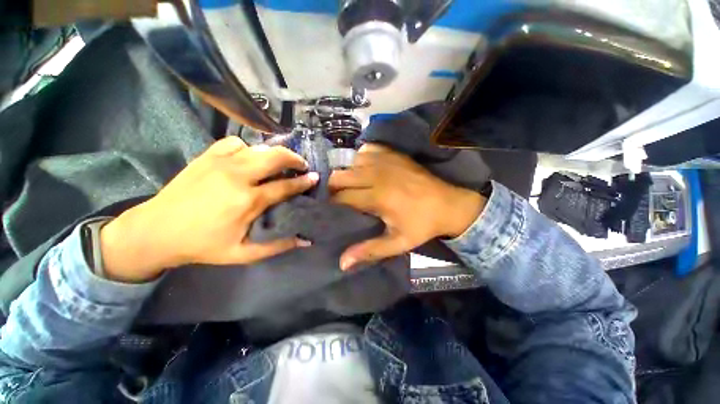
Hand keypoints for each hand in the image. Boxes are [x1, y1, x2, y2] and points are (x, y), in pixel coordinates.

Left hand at [100, 137, 318, 282]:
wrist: (155, 231)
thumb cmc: (202, 245)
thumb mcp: (243, 254)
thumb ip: (277, 246)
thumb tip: (306, 241)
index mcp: (248, 201)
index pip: (285, 186)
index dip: (304, 181)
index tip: (315, 177)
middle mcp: (238, 176)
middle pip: (275, 157)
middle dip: (294, 158)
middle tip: (301, 165)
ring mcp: (221, 162)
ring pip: (258, 148)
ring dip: (273, 154)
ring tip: (278, 163)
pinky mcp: (207, 156)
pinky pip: (235, 143)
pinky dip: (248, 148)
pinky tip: (248, 158)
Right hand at [329, 144, 485, 270]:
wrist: (449, 204)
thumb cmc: (422, 225)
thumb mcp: (398, 242)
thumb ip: (370, 250)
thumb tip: (342, 263)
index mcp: (377, 198)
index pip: (342, 197)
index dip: (333, 204)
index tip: (334, 210)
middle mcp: (377, 175)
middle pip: (340, 176)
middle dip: (334, 187)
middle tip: (341, 198)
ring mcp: (386, 161)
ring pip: (351, 161)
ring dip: (348, 173)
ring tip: (353, 185)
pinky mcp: (394, 153)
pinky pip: (367, 149)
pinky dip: (362, 158)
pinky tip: (367, 169)